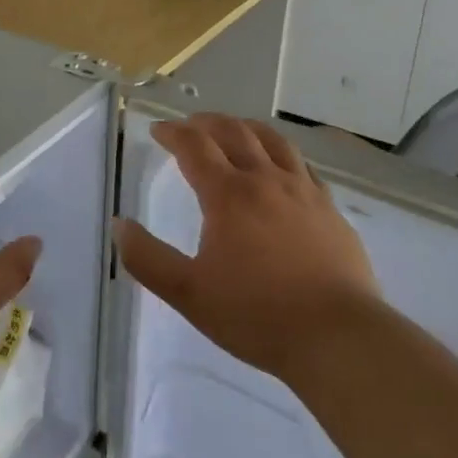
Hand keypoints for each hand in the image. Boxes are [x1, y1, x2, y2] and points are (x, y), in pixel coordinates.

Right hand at [114, 114, 380, 383]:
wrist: (337, 335)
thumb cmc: (257, 315)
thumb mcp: (189, 294)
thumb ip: (148, 259)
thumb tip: (120, 225)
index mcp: (228, 195)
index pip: (195, 147)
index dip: (173, 133)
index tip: (158, 130)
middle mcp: (266, 180)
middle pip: (234, 132)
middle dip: (207, 123)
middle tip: (191, 125)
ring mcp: (303, 191)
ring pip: (273, 141)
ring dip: (247, 127)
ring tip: (235, 129)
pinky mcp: (329, 208)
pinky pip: (302, 164)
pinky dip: (282, 153)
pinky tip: (282, 165)